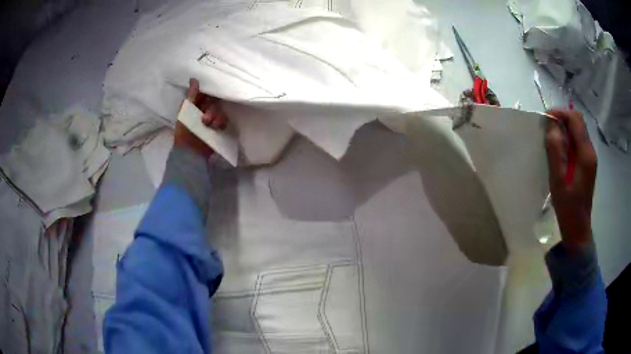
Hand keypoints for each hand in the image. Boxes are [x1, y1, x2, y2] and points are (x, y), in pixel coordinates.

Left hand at [173, 78, 228, 157]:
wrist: (191, 153)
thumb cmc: (184, 132)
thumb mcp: (185, 111)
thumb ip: (191, 96)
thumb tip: (194, 78)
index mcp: (194, 107)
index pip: (204, 95)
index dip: (207, 94)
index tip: (208, 96)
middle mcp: (204, 112)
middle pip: (214, 103)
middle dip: (211, 109)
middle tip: (204, 118)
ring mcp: (212, 121)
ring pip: (220, 111)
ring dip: (216, 116)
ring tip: (209, 125)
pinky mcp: (219, 130)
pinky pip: (225, 121)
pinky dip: (221, 123)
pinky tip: (217, 128)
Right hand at [545, 110, 596, 250]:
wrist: (578, 227)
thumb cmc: (568, 207)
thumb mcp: (558, 180)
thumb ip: (555, 151)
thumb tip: (551, 126)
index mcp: (586, 154)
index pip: (575, 119)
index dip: (561, 113)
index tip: (546, 118)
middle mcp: (590, 151)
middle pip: (578, 122)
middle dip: (563, 119)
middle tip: (548, 128)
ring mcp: (590, 157)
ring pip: (578, 130)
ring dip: (565, 128)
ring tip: (552, 138)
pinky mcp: (587, 163)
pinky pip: (578, 141)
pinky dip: (568, 139)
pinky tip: (560, 150)